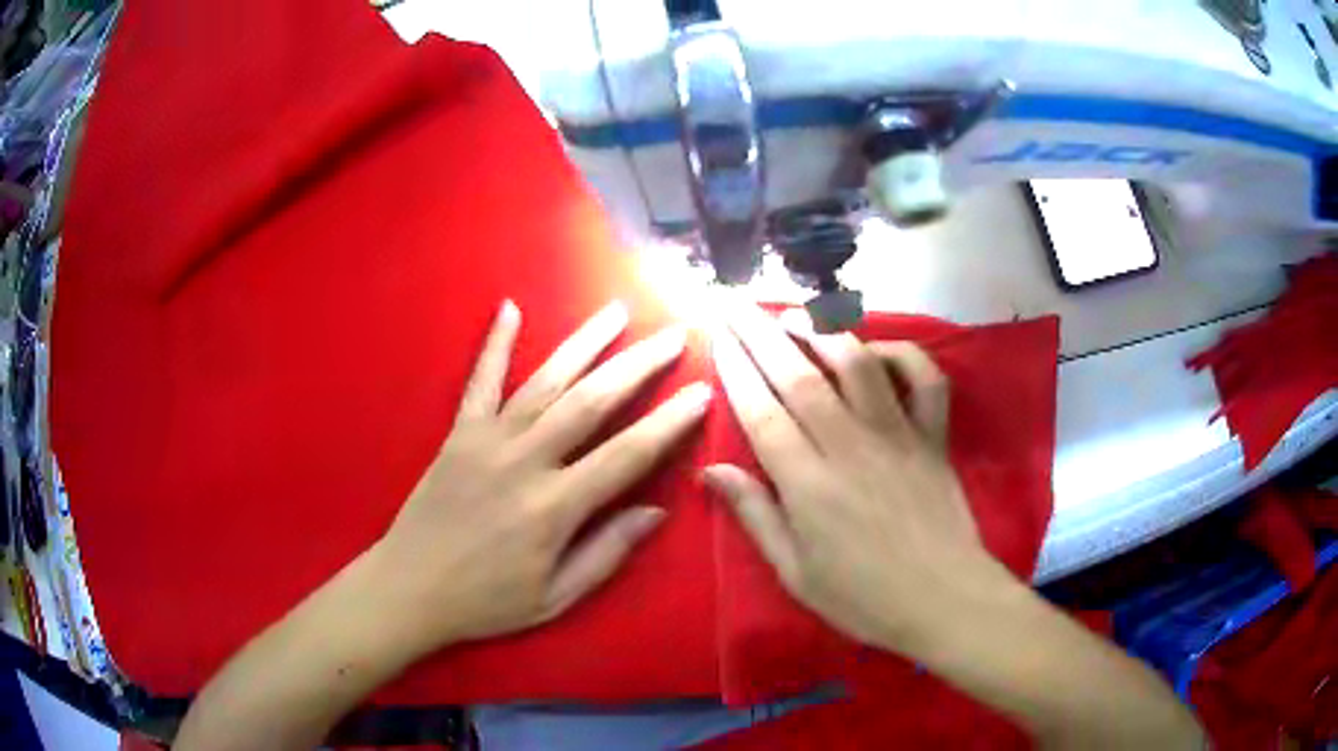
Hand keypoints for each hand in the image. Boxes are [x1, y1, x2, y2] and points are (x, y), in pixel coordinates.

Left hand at [370, 300, 709, 654]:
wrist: (409, 588)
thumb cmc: (486, 601)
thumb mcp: (555, 597)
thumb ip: (606, 552)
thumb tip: (656, 510)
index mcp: (554, 507)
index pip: (627, 454)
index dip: (669, 422)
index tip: (701, 391)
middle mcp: (524, 461)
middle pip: (592, 401)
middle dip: (638, 364)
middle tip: (673, 335)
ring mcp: (487, 440)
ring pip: (545, 381)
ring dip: (585, 343)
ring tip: (617, 311)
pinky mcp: (459, 434)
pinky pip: (480, 381)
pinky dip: (496, 344)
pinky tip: (510, 308)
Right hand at [705, 301, 1010, 655]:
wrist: (943, 600)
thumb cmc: (863, 597)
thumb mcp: (795, 572)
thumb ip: (755, 515)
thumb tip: (711, 470)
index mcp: (808, 483)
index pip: (761, 411)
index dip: (735, 370)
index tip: (717, 338)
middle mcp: (849, 445)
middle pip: (798, 375)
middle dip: (761, 333)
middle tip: (737, 302)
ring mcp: (898, 433)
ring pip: (858, 363)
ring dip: (823, 332)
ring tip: (795, 316)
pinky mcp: (933, 435)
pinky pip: (925, 378)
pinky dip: (902, 354)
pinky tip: (876, 350)